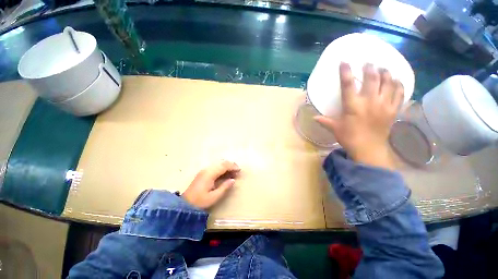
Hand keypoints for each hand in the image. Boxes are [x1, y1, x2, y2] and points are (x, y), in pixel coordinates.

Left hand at [182, 161, 240, 208]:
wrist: (185, 204)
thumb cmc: (200, 201)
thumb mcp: (214, 197)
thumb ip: (224, 187)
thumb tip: (233, 180)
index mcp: (210, 174)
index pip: (224, 166)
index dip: (232, 166)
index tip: (239, 170)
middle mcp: (207, 169)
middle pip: (221, 163)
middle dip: (230, 165)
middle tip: (237, 170)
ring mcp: (204, 170)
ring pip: (218, 164)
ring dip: (226, 166)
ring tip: (233, 172)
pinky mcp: (203, 173)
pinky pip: (215, 167)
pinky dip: (222, 168)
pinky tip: (225, 173)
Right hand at [314, 63, 403, 169]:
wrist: (369, 149)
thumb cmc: (349, 138)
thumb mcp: (335, 128)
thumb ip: (324, 121)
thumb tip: (313, 117)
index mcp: (353, 106)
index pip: (348, 85)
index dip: (346, 72)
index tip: (345, 61)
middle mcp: (370, 102)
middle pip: (373, 79)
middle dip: (370, 68)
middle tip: (369, 63)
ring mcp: (384, 105)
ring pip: (389, 83)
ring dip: (386, 73)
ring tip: (384, 68)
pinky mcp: (393, 110)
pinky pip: (400, 93)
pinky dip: (399, 85)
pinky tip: (397, 81)